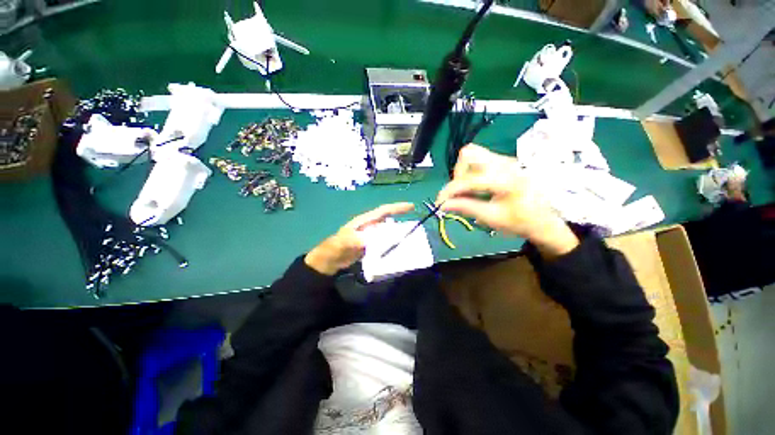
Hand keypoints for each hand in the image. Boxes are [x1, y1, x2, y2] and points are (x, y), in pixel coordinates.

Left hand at [305, 202, 414, 274]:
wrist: (330, 260)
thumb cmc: (335, 247)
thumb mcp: (343, 242)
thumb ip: (355, 240)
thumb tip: (370, 241)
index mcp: (365, 221)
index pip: (383, 211)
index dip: (397, 208)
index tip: (411, 206)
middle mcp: (370, 226)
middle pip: (388, 221)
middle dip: (401, 221)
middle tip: (414, 227)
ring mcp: (370, 236)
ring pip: (387, 232)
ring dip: (397, 234)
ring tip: (410, 240)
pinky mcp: (370, 246)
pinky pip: (384, 243)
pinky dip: (391, 245)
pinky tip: (397, 251)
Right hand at [437, 144, 578, 258]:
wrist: (544, 219)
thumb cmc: (521, 221)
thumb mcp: (492, 218)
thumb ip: (466, 208)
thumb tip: (443, 205)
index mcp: (505, 179)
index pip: (467, 179)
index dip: (449, 191)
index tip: (440, 203)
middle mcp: (504, 163)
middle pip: (469, 154)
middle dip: (457, 174)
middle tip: (459, 193)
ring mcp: (505, 160)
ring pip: (473, 154)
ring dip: (463, 172)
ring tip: (466, 191)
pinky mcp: (503, 162)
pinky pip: (479, 160)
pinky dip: (470, 172)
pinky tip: (475, 188)